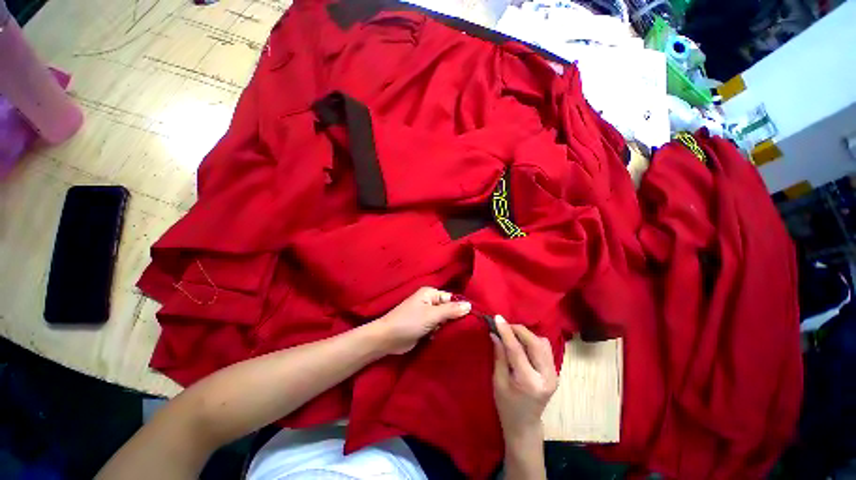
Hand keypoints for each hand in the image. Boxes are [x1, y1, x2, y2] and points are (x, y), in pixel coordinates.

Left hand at [373, 287, 470, 353]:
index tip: (473, 319)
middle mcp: (430, 302)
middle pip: (449, 309)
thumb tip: (469, 305)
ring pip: (444, 320)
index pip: (452, 298)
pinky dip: (441, 332)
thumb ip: (451, 310)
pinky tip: (445, 338)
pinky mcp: (424, 326)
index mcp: (430, 294)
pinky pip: (438, 327)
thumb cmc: (408, 322)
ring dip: (448, 327)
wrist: (387, 339)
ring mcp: (427, 314)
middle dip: (454, 319)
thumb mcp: (431, 315)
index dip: (461, 308)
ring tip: (455, 335)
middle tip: (465, 330)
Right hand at [492, 316, 557, 443]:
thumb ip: (499, 355)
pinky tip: (522, 344)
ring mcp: (554, 374)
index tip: (497, 318)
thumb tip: (495, 333)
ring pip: (542, 343)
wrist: (525, 425)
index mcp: (529, 382)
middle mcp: (546, 377)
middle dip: (518, 330)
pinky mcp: (555, 372)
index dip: (506, 331)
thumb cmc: (506, 405)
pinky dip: (533, 340)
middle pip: (535, 343)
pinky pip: (545, 348)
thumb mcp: (498, 381)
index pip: (517, 349)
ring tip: (512, 335)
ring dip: (526, 334)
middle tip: (503, 325)